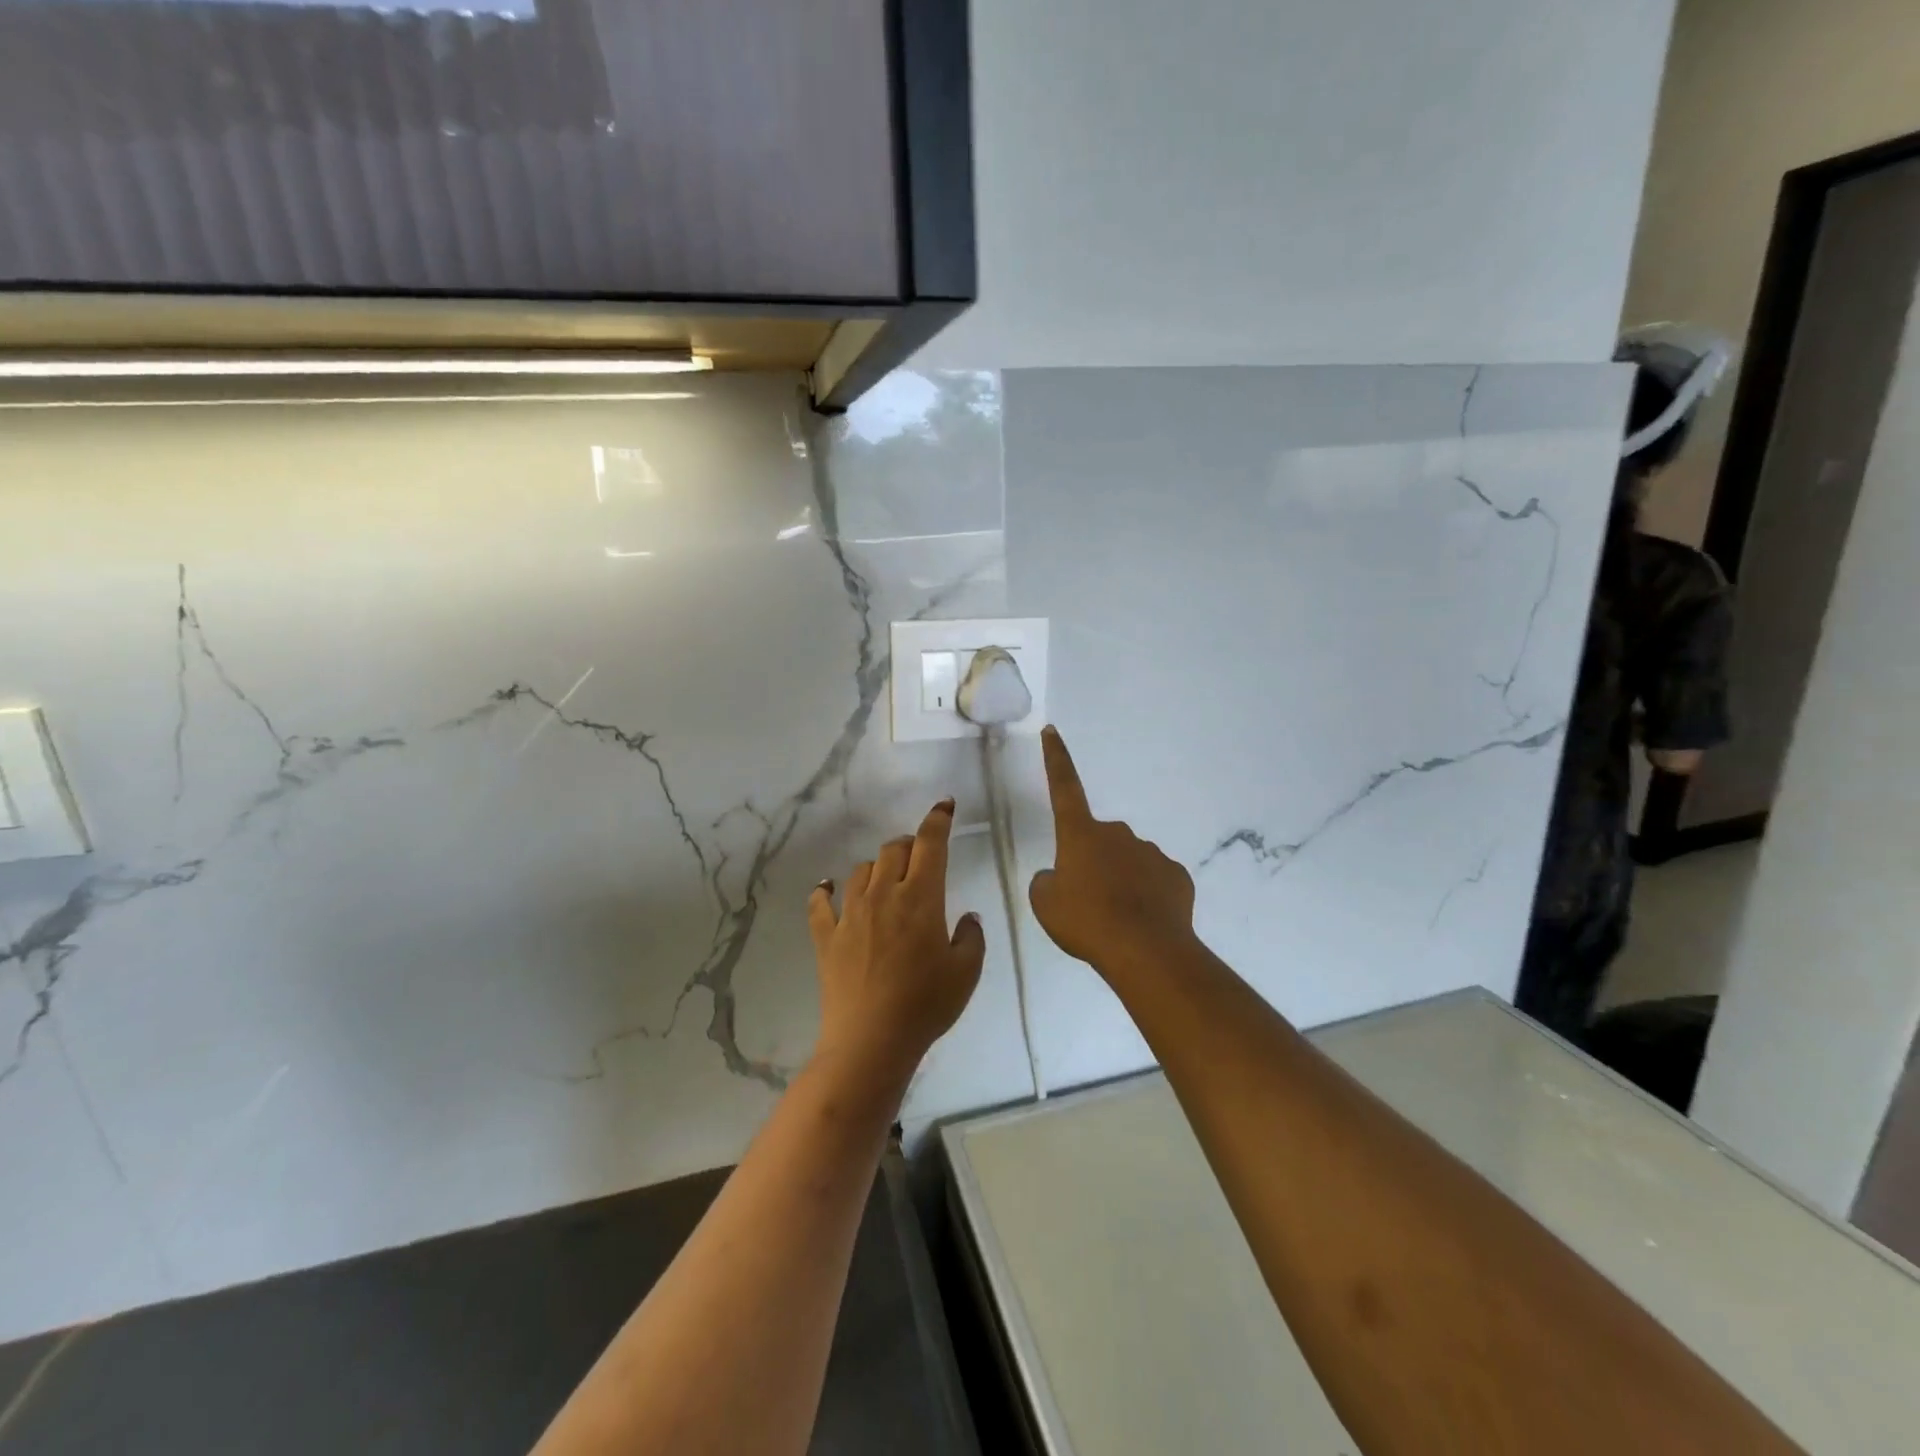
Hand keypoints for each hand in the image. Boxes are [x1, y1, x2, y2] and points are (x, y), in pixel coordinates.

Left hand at [807, 799, 985, 1089]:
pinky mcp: (826, 936)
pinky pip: (820, 903)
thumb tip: (967, 917)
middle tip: (920, 859)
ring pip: (861, 870)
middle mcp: (884, 894)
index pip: (929, 844)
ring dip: (877, 868)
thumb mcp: (966, 972)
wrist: (871, 1040)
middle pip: (893, 850)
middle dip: (909, 845)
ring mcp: (850, 914)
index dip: (937, 820)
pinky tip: (828, 889)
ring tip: (886, 880)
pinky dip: (825, 891)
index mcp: (921, 898)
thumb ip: (971, 937)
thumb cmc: (926, 1005)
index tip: (944, 806)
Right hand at [1029, 726, 1197, 977]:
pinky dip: (1147, 896)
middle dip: (1092, 862)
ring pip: (1128, 861)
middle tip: (1087, 901)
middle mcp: (1117, 833)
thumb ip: (1047, 882)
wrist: (1145, 951)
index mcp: (1081, 834)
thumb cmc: (1086, 921)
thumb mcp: (1046, 904)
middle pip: (1097, 840)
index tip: (1052, 730)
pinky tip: (1143, 922)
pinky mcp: (1176, 876)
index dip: (1055, 758)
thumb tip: (1060, 877)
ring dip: (1119, 881)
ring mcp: (1151, 852)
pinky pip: (1154, 881)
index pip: (1063, 787)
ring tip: (1116, 918)